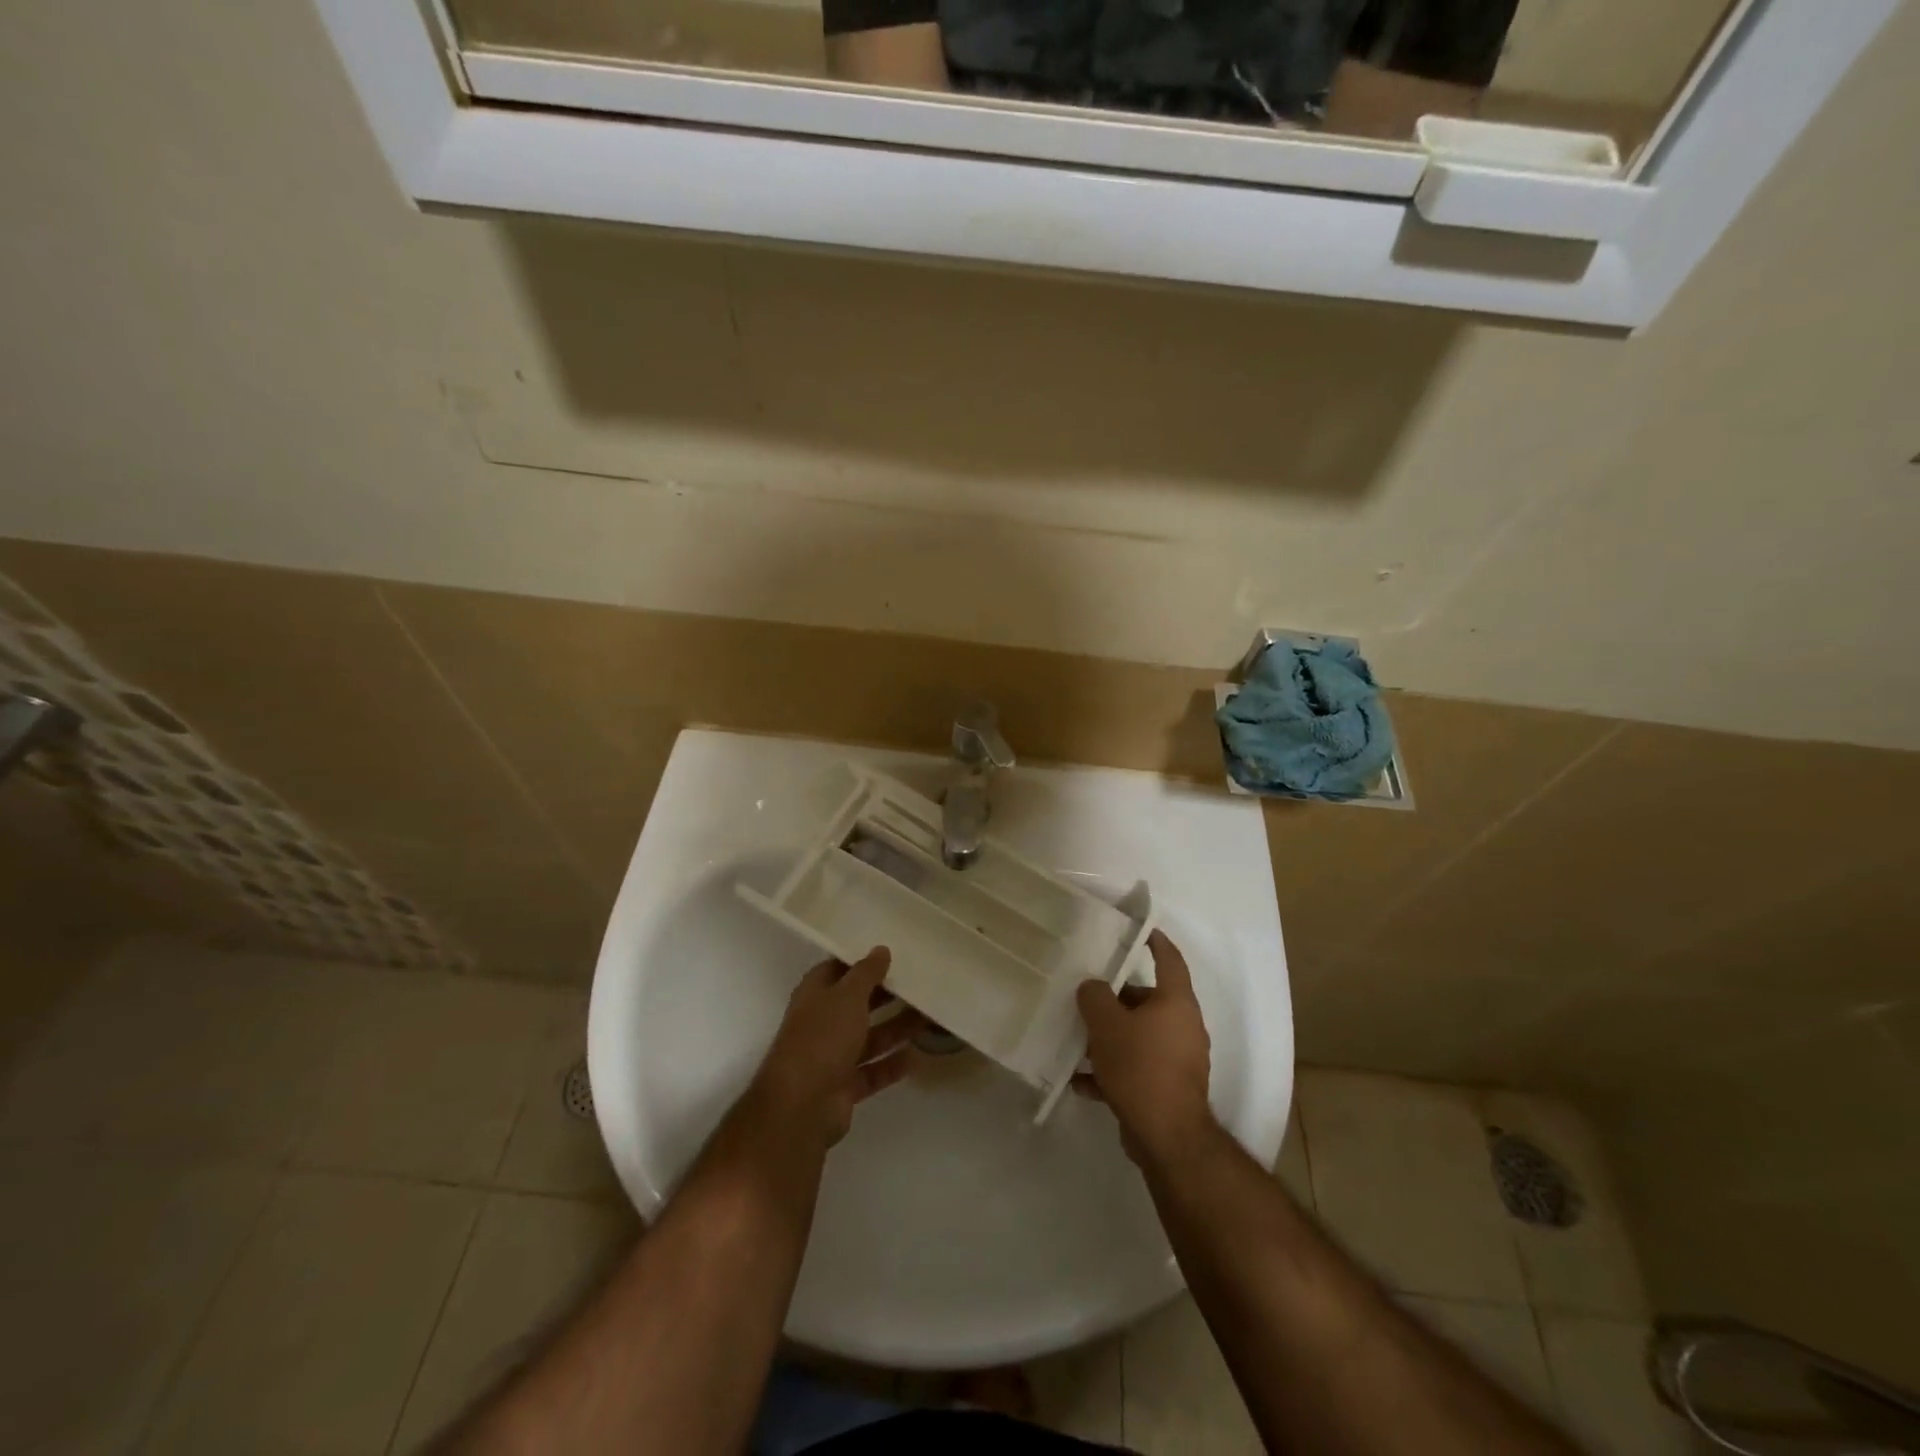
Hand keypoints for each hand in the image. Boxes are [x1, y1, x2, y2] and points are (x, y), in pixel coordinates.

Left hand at [751, 948, 921, 1147]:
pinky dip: (892, 1064)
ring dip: (896, 1029)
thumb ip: (866, 973)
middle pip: (858, 1004)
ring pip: (870, 1038)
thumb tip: (881, 949)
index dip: (863, 961)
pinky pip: (873, 1071)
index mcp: (815, 995)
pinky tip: (917, 1056)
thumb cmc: (822, 1037)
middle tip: (920, 984)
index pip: (839, 970)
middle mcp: (822, 1022)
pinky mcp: (844, 1087)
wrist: (801, 1105)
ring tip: (929, 1016)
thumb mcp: (847, 995)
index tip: (894, 953)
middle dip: (886, 996)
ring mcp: (832, 1057)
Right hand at [1075, 930, 1213, 1166]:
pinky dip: (1112, 1071)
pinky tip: (1082, 1082)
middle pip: (1147, 1001)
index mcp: (1176, 1003)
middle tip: (1087, 1000)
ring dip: (1110, 1038)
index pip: (1169, 960)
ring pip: (1139, 1036)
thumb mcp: (1106, 1024)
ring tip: (1078, 1044)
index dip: (1156, 942)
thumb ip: (1094, 997)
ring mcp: (1179, 1060)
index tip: (1141, 932)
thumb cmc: (1140, 1067)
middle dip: (1116, 1001)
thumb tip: (1092, 987)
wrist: (1167, 1137)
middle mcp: (1183, 1027)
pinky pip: (1137, 1068)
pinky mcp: (1168, 1089)